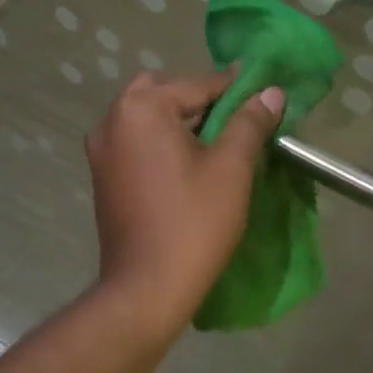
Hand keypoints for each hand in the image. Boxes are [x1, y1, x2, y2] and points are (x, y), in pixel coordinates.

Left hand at [86, 71, 284, 335]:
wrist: (147, 287)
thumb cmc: (193, 222)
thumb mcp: (231, 168)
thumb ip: (249, 122)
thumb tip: (271, 92)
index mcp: (141, 109)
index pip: (197, 84)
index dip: (234, 90)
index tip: (263, 95)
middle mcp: (112, 120)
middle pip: (165, 94)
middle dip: (200, 102)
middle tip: (235, 124)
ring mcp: (101, 150)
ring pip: (148, 119)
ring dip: (180, 122)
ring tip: (217, 146)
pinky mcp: (102, 177)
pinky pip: (136, 143)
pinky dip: (161, 143)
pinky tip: (188, 167)